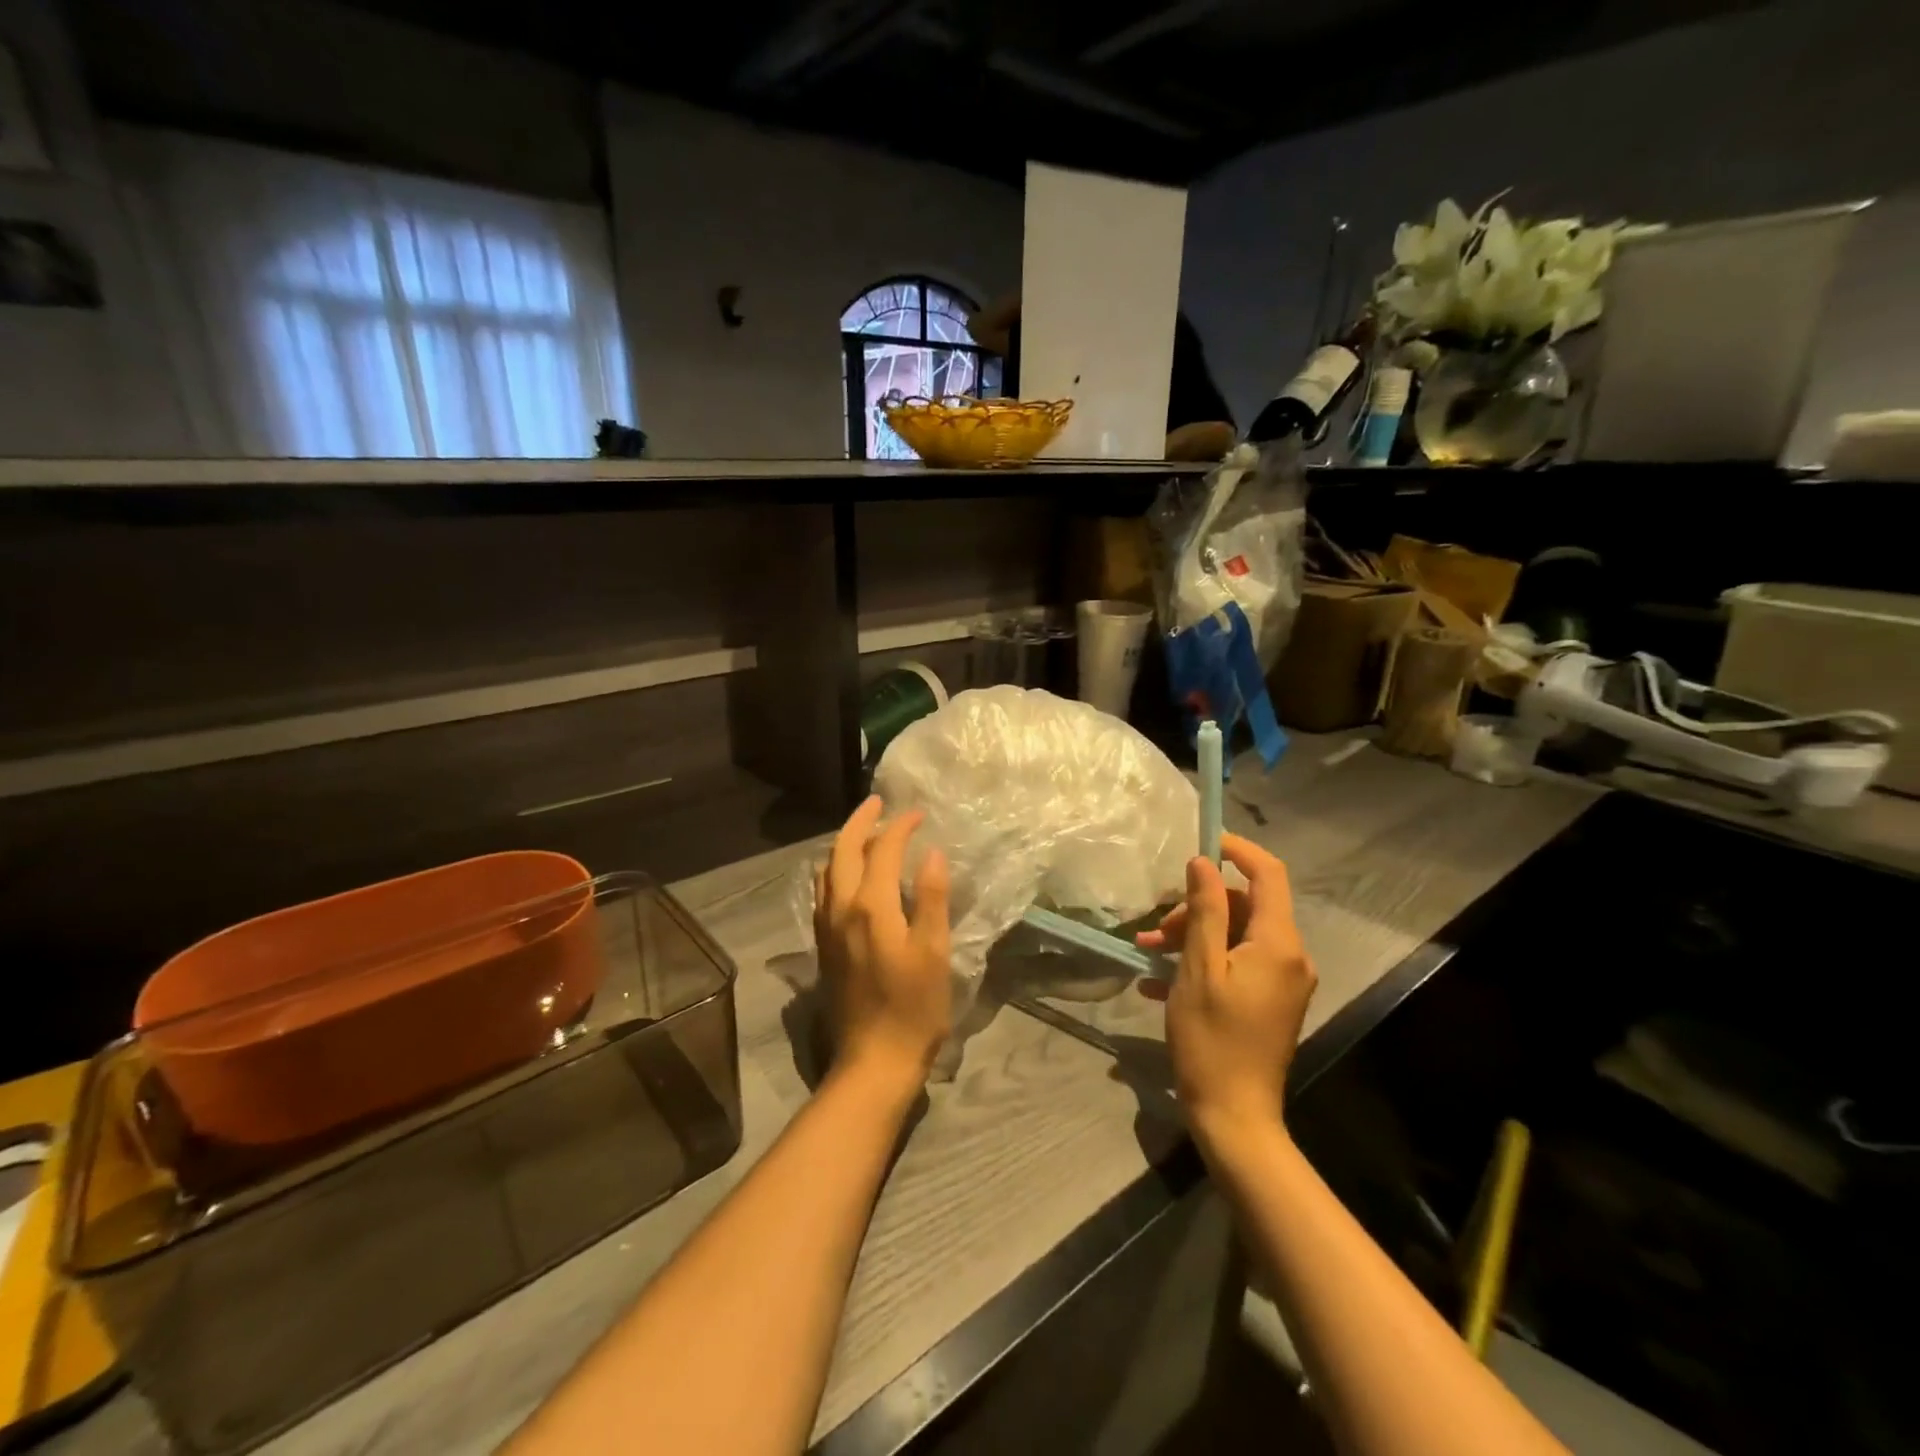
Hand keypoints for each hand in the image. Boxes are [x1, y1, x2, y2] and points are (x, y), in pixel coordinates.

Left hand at [814, 797, 951, 1101]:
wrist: (872, 1062)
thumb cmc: (913, 1008)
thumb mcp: (934, 952)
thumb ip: (932, 898)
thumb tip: (931, 853)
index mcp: (870, 906)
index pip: (882, 850)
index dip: (900, 827)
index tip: (918, 814)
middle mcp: (840, 909)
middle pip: (843, 851)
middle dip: (860, 822)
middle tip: (879, 804)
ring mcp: (826, 928)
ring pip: (827, 871)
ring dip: (844, 845)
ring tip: (865, 834)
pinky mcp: (823, 946)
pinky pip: (823, 892)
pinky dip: (835, 870)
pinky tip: (848, 877)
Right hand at [1136, 833, 1315, 1142]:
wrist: (1234, 1116)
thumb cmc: (1212, 1039)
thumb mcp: (1199, 968)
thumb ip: (1204, 910)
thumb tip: (1203, 861)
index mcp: (1278, 944)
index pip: (1268, 874)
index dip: (1237, 850)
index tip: (1200, 843)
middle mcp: (1290, 956)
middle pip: (1244, 907)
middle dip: (1197, 907)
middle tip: (1156, 929)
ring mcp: (1282, 981)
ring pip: (1235, 935)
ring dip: (1192, 936)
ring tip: (1148, 952)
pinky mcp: (1270, 1001)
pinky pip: (1236, 963)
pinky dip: (1202, 962)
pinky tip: (1159, 981)